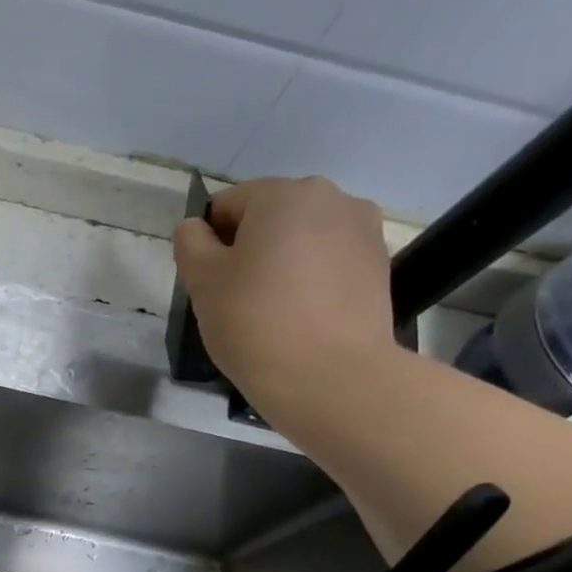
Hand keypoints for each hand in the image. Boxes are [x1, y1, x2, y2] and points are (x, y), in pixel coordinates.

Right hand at [173, 176, 396, 406]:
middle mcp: (331, 198)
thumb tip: (196, 228)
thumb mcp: (203, 283)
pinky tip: (303, 318)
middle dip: (249, 249)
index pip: (227, 205)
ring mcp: (363, 230)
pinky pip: (330, 263)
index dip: (209, 243)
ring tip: (274, 311)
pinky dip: (312, 281)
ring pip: (303, 239)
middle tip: (237, 299)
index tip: (208, 284)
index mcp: (283, 194)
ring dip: (283, 263)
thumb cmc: (255, 322)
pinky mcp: (380, 265)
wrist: (331, 376)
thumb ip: (191, 244)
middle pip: (270, 217)